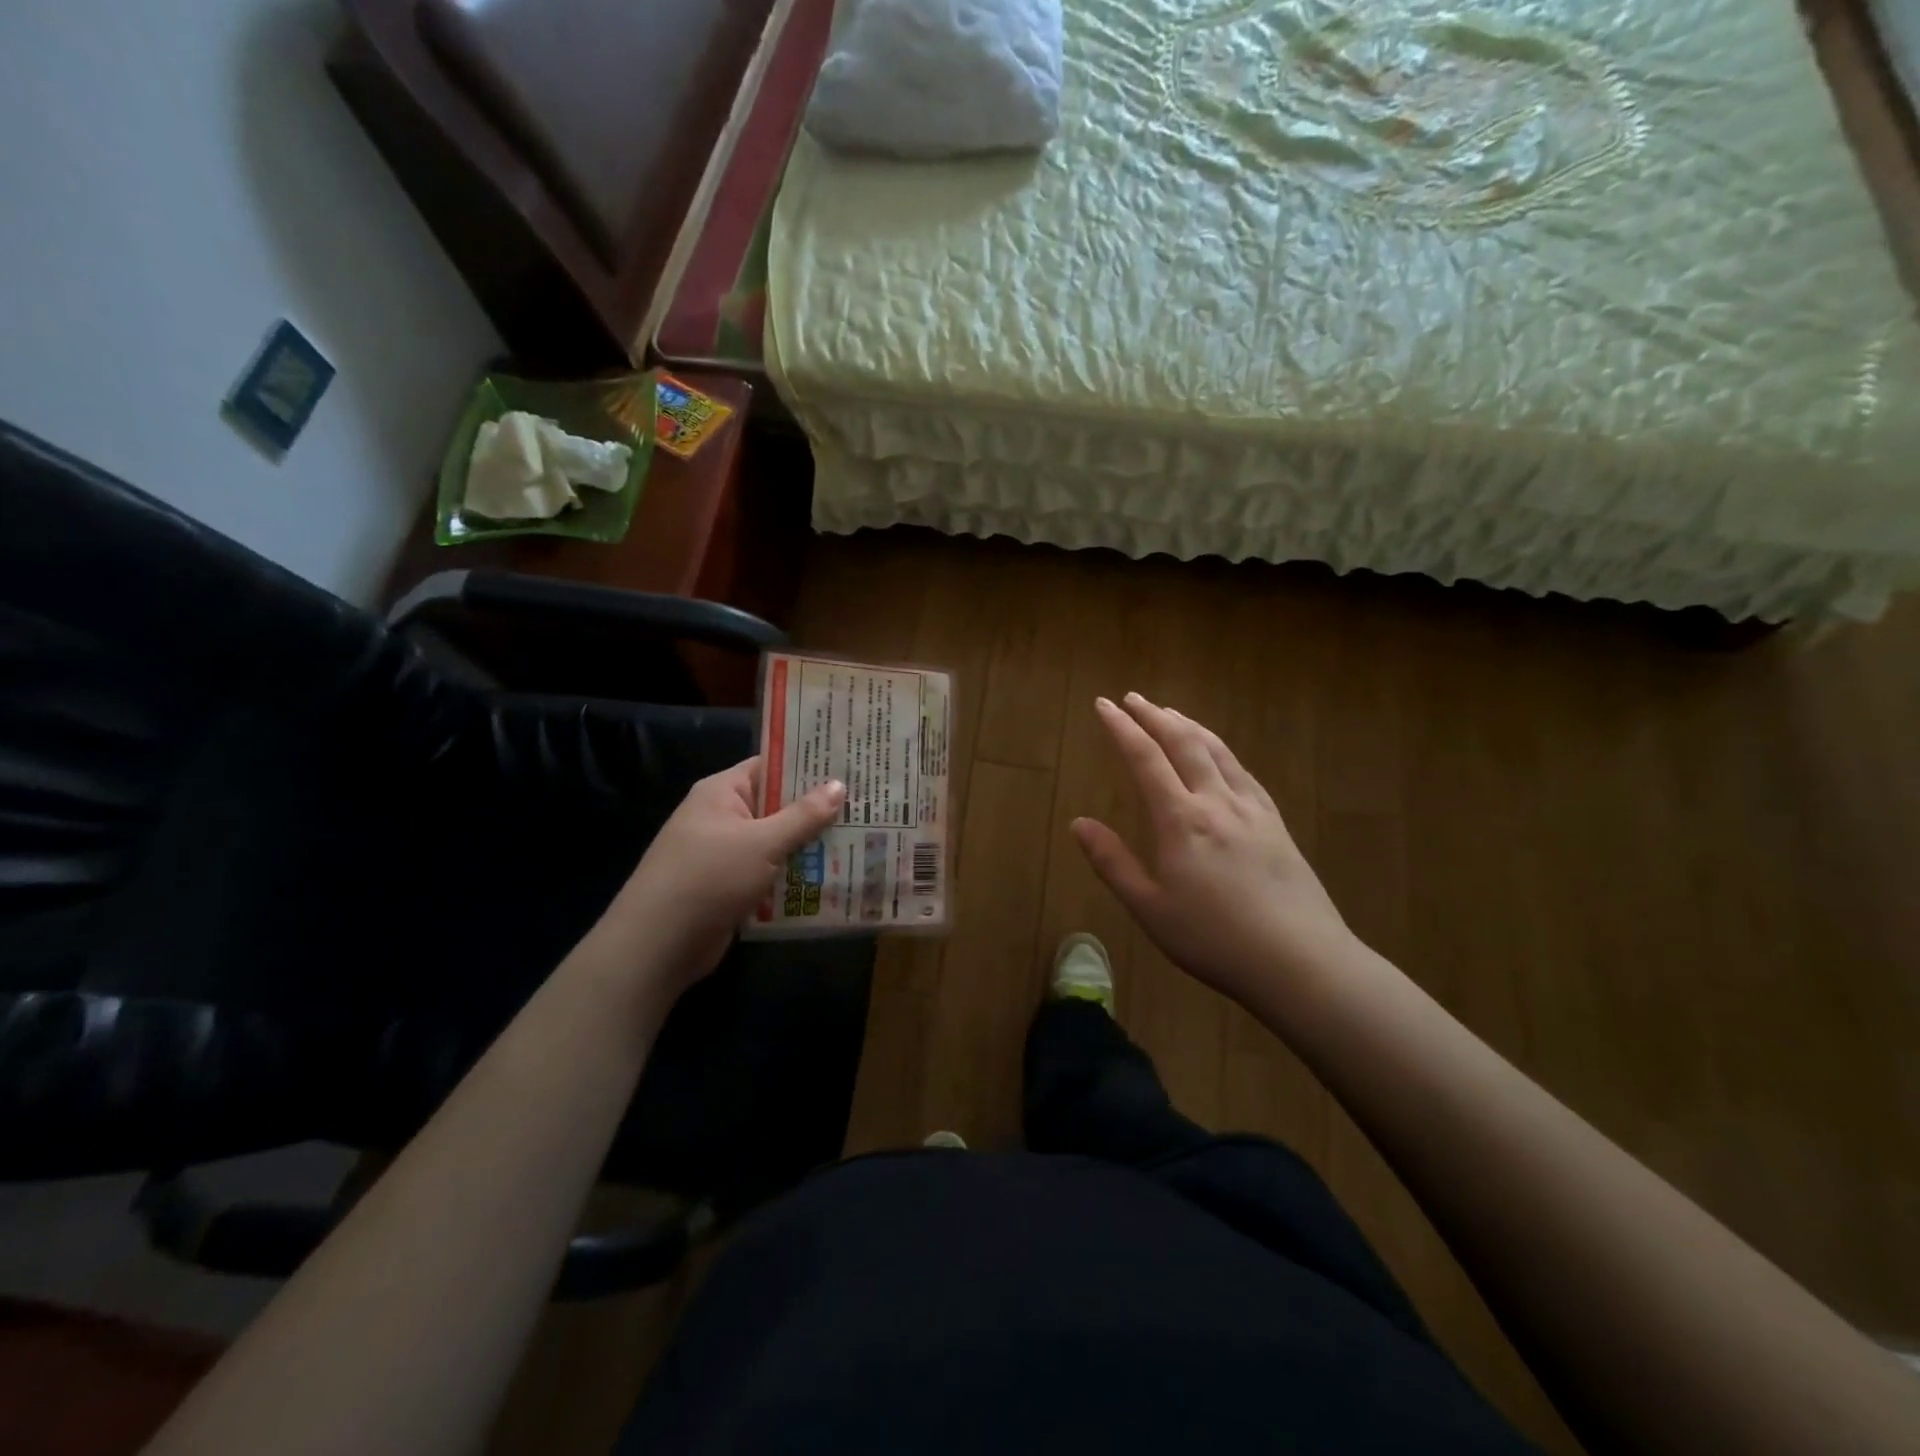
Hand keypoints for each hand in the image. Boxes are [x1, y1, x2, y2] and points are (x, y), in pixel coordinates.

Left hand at [600, 759, 845, 994]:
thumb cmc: (709, 878)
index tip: (848, 766)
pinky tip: (831, 877)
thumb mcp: (763, 842)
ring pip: (777, 841)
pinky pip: (770, 872)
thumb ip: (803, 815)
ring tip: (861, 839)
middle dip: (817, 809)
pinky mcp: (730, 886)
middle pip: (777, 805)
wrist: (657, 945)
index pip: (770, 766)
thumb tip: (839, 784)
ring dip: (810, 845)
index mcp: (722, 792)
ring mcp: (725, 854)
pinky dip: (795, 874)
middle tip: (865, 804)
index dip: (808, 764)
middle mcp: (723, 817)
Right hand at [1073, 693, 1355, 1007]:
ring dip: (1190, 726)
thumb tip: (1078, 823)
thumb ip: (1113, 863)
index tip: (1104, 705)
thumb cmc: (1215, 940)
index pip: (1145, 759)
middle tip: (1133, 699)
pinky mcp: (1276, 824)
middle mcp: (1216, 802)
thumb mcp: (1150, 909)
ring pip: (1218, 751)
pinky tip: (1220, 756)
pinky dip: (1222, 751)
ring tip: (1171, 713)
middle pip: (1184, 744)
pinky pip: (1244, 773)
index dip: (1122, 728)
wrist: (1300, 961)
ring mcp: (1252, 810)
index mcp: (1181, 820)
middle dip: (1155, 716)